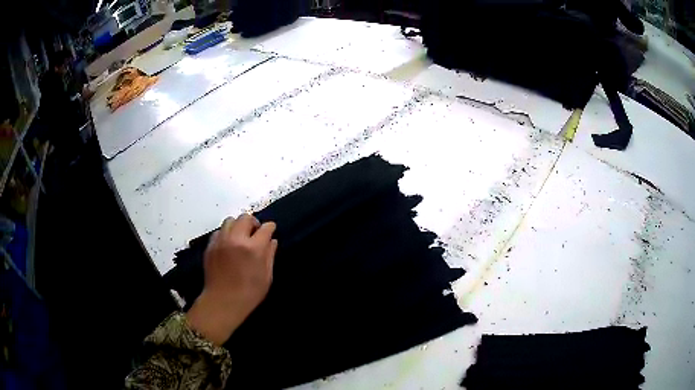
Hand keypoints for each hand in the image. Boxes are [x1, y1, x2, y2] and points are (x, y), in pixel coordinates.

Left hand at [186, 214, 277, 345]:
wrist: (223, 302)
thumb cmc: (249, 293)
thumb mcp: (266, 276)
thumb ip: (270, 255)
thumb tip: (272, 241)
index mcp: (253, 248)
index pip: (265, 228)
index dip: (270, 228)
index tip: (271, 231)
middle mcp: (236, 239)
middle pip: (245, 218)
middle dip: (253, 223)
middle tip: (255, 234)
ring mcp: (221, 241)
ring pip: (230, 220)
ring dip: (238, 225)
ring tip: (240, 237)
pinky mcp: (210, 246)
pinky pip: (219, 231)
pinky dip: (226, 233)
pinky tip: (228, 245)